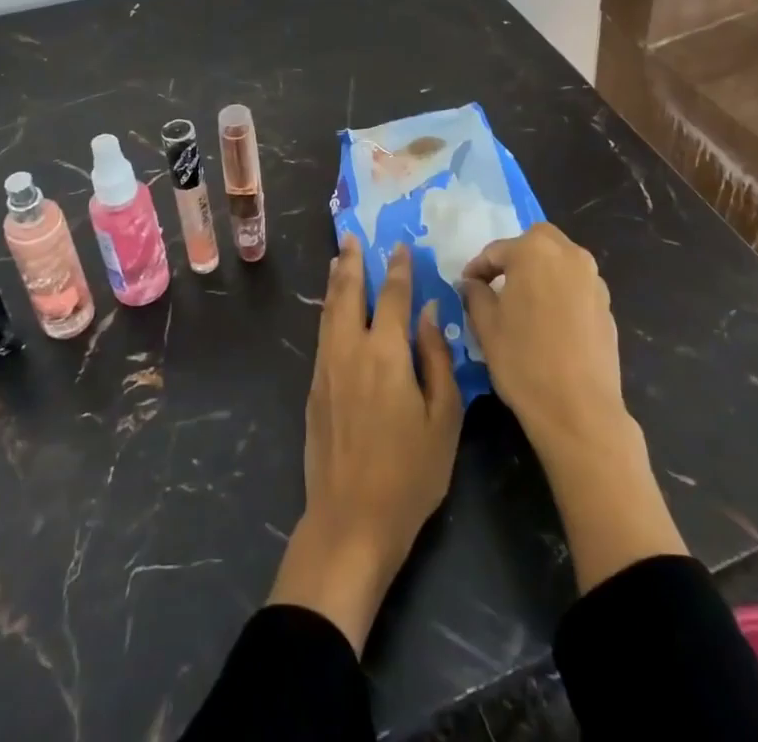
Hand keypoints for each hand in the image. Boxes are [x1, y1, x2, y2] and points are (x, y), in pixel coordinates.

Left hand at [268, 236, 463, 650]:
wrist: (350, 521)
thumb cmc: (409, 474)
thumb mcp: (443, 420)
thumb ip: (437, 360)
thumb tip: (428, 315)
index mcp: (386, 354)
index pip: (392, 297)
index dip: (398, 269)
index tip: (399, 246)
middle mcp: (350, 351)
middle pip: (348, 294)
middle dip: (351, 262)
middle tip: (351, 236)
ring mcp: (326, 369)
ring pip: (329, 312)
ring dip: (334, 282)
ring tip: (337, 259)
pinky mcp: (314, 390)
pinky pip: (322, 335)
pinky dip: (327, 311)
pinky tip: (332, 310)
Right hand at [459, 222, 627, 460]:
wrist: (580, 411)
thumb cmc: (523, 361)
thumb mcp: (486, 326)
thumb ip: (475, 294)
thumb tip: (472, 283)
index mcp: (534, 251)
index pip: (496, 251)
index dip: (477, 268)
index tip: (465, 286)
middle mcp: (569, 255)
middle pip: (536, 242)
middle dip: (515, 258)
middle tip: (497, 284)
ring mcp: (593, 280)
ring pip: (560, 262)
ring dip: (540, 272)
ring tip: (523, 302)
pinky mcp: (607, 306)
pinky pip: (576, 286)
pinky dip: (559, 292)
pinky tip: (548, 322)